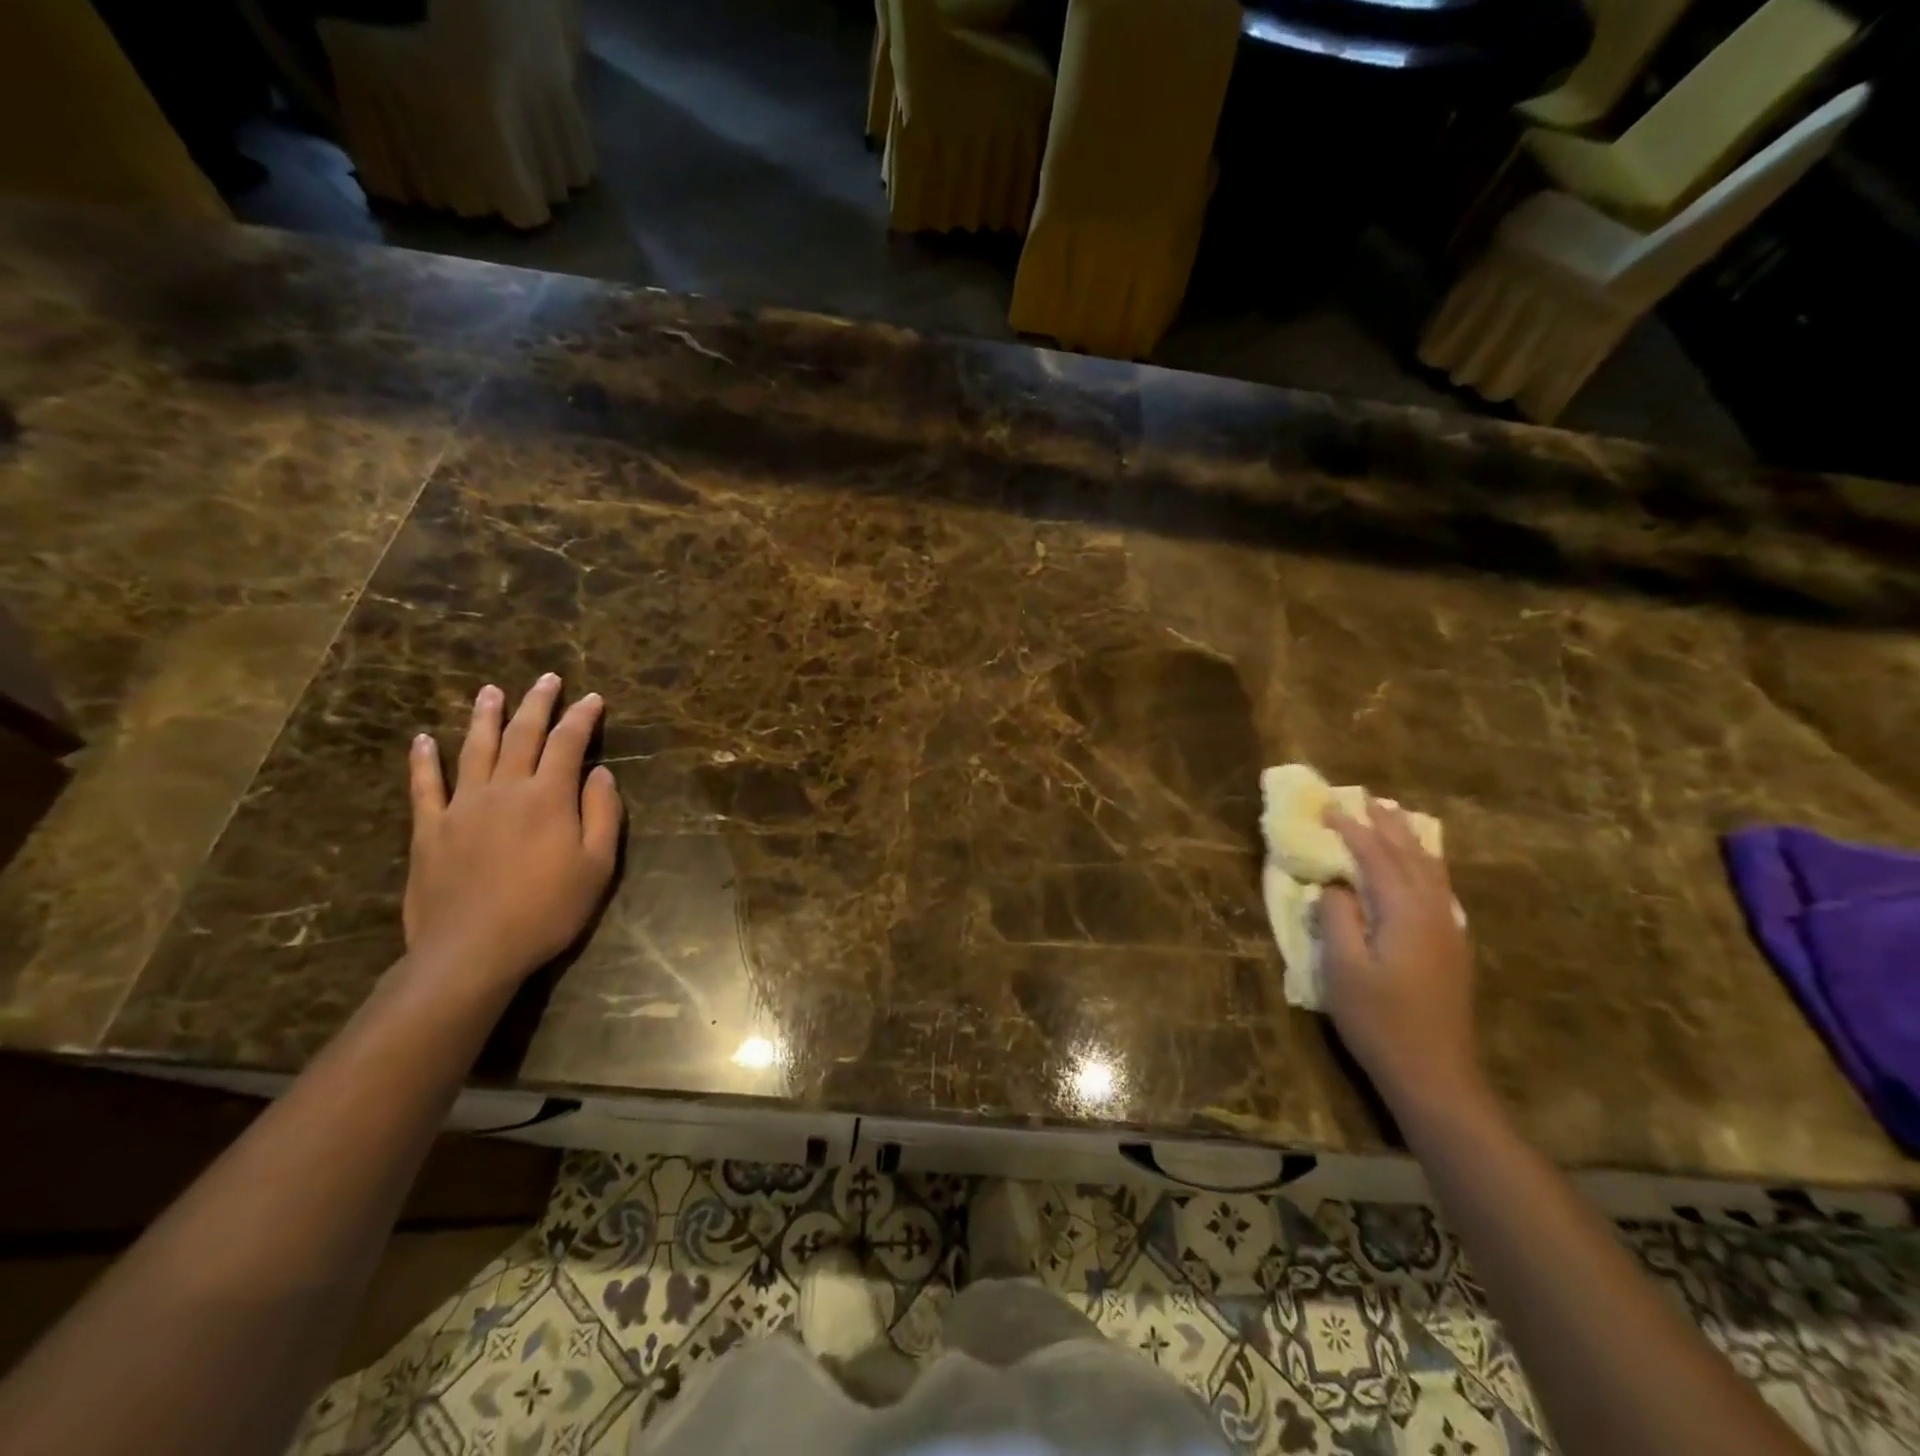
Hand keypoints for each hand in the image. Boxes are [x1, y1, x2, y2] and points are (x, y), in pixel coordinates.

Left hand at [402, 675, 622, 995]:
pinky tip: (423, 740)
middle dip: (537, 703)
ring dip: (484, 716)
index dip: (582, 717)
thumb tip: (602, 773)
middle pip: (522, 734)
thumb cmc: (548, 909)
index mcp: (549, 797)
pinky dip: (424, 760)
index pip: (569, 743)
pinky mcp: (429, 829)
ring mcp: (462, 806)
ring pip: (475, 749)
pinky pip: (425, 785)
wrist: (472, 950)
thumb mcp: (598, 866)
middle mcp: (505, 789)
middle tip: (547, 679)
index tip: (592, 698)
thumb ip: (603, 814)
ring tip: (490, 691)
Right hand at [1320, 801, 1483, 1117]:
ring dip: (1409, 840)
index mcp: (1404, 912)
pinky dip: (1425, 864)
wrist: (1435, 1074)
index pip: (1376, 857)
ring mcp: (1448, 930)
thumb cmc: (1379, 1020)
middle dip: (1386, 825)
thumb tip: (1334, 884)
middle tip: (1366, 798)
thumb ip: (1337, 917)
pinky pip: (1439, 888)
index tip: (1329, 807)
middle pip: (1410, 856)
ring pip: (1431, 870)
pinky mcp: (1451, 948)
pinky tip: (1421, 867)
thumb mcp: (1343, 968)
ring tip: (1396, 818)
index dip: (1352, 830)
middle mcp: (1433, 912)